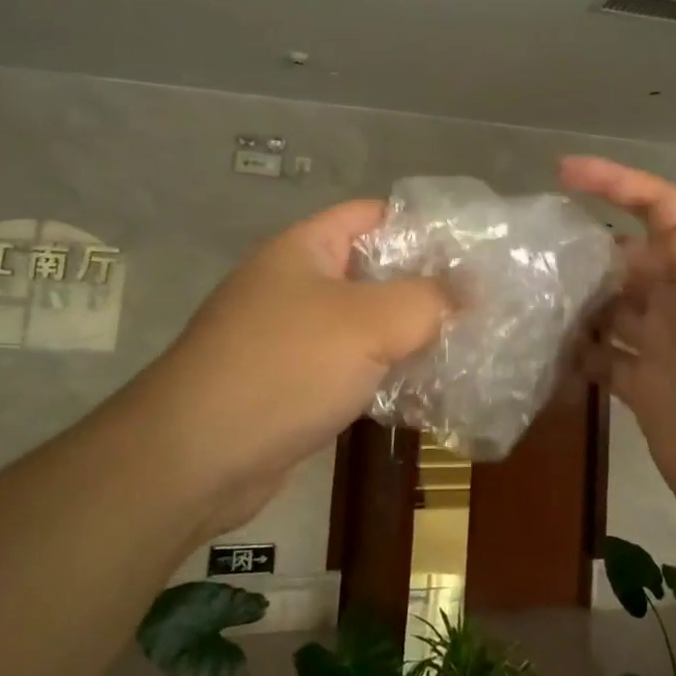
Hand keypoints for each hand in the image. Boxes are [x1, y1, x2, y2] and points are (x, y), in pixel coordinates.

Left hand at [137, 200, 447, 533]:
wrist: (193, 460)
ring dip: (409, 335)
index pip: (374, 215)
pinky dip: (385, 373)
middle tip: (482, 303)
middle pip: (374, 271)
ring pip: (365, 324)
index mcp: (305, 248)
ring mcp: (291, 336)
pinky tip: (426, 391)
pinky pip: (350, 367)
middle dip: (425, 287)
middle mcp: (295, 284)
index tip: (474, 251)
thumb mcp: (369, 322)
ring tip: (467, 345)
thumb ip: (428, 300)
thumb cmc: (284, 367)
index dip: (424, 226)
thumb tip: (470, 292)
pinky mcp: (292, 385)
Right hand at [562, 156, 675, 569]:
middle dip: (582, 248)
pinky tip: (538, 353)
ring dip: (571, 300)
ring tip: (519, 298)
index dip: (617, 183)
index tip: (562, 171)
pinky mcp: (648, 394)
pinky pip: (602, 360)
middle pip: (625, 259)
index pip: (662, 209)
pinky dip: (574, 354)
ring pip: (608, 308)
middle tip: (523, 251)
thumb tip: (646, 231)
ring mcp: (665, 350)